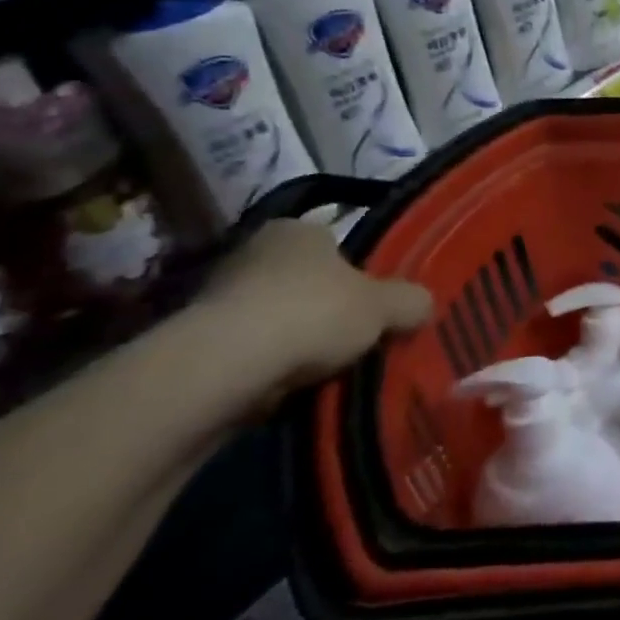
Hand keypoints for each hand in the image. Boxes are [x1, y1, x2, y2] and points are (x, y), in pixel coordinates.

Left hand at [188, 219, 432, 406]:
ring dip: (294, 343)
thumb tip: (425, 305)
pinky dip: (267, 369)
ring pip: (275, 319)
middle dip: (325, 310)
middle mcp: (252, 251)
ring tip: (323, 373)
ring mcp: (217, 296)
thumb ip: (410, 301)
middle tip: (353, 341)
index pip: (335, 245)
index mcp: (296, 229)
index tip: (372, 307)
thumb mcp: (384, 306)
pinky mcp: (194, 343)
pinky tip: (285, 389)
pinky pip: (248, 353)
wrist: (225, 365)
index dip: (358, 276)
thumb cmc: (313, 312)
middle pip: (304, 282)